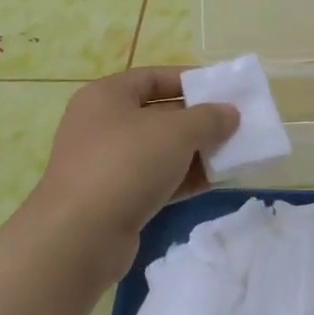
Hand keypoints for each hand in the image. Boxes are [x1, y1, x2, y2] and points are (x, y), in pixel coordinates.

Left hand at [23, 68, 239, 284]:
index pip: (153, 78)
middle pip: (157, 114)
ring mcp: (104, 164)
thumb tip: (230, 113)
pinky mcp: (113, 198)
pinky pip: (154, 180)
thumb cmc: (126, 164)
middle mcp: (101, 125)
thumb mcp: (176, 132)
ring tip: (232, 154)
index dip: (189, 81)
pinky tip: (214, 182)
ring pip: (157, 150)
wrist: (80, 236)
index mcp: (106, 96)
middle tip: (233, 126)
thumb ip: (208, 118)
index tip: (222, 91)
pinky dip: (182, 179)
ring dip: (194, 152)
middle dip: (196, 120)